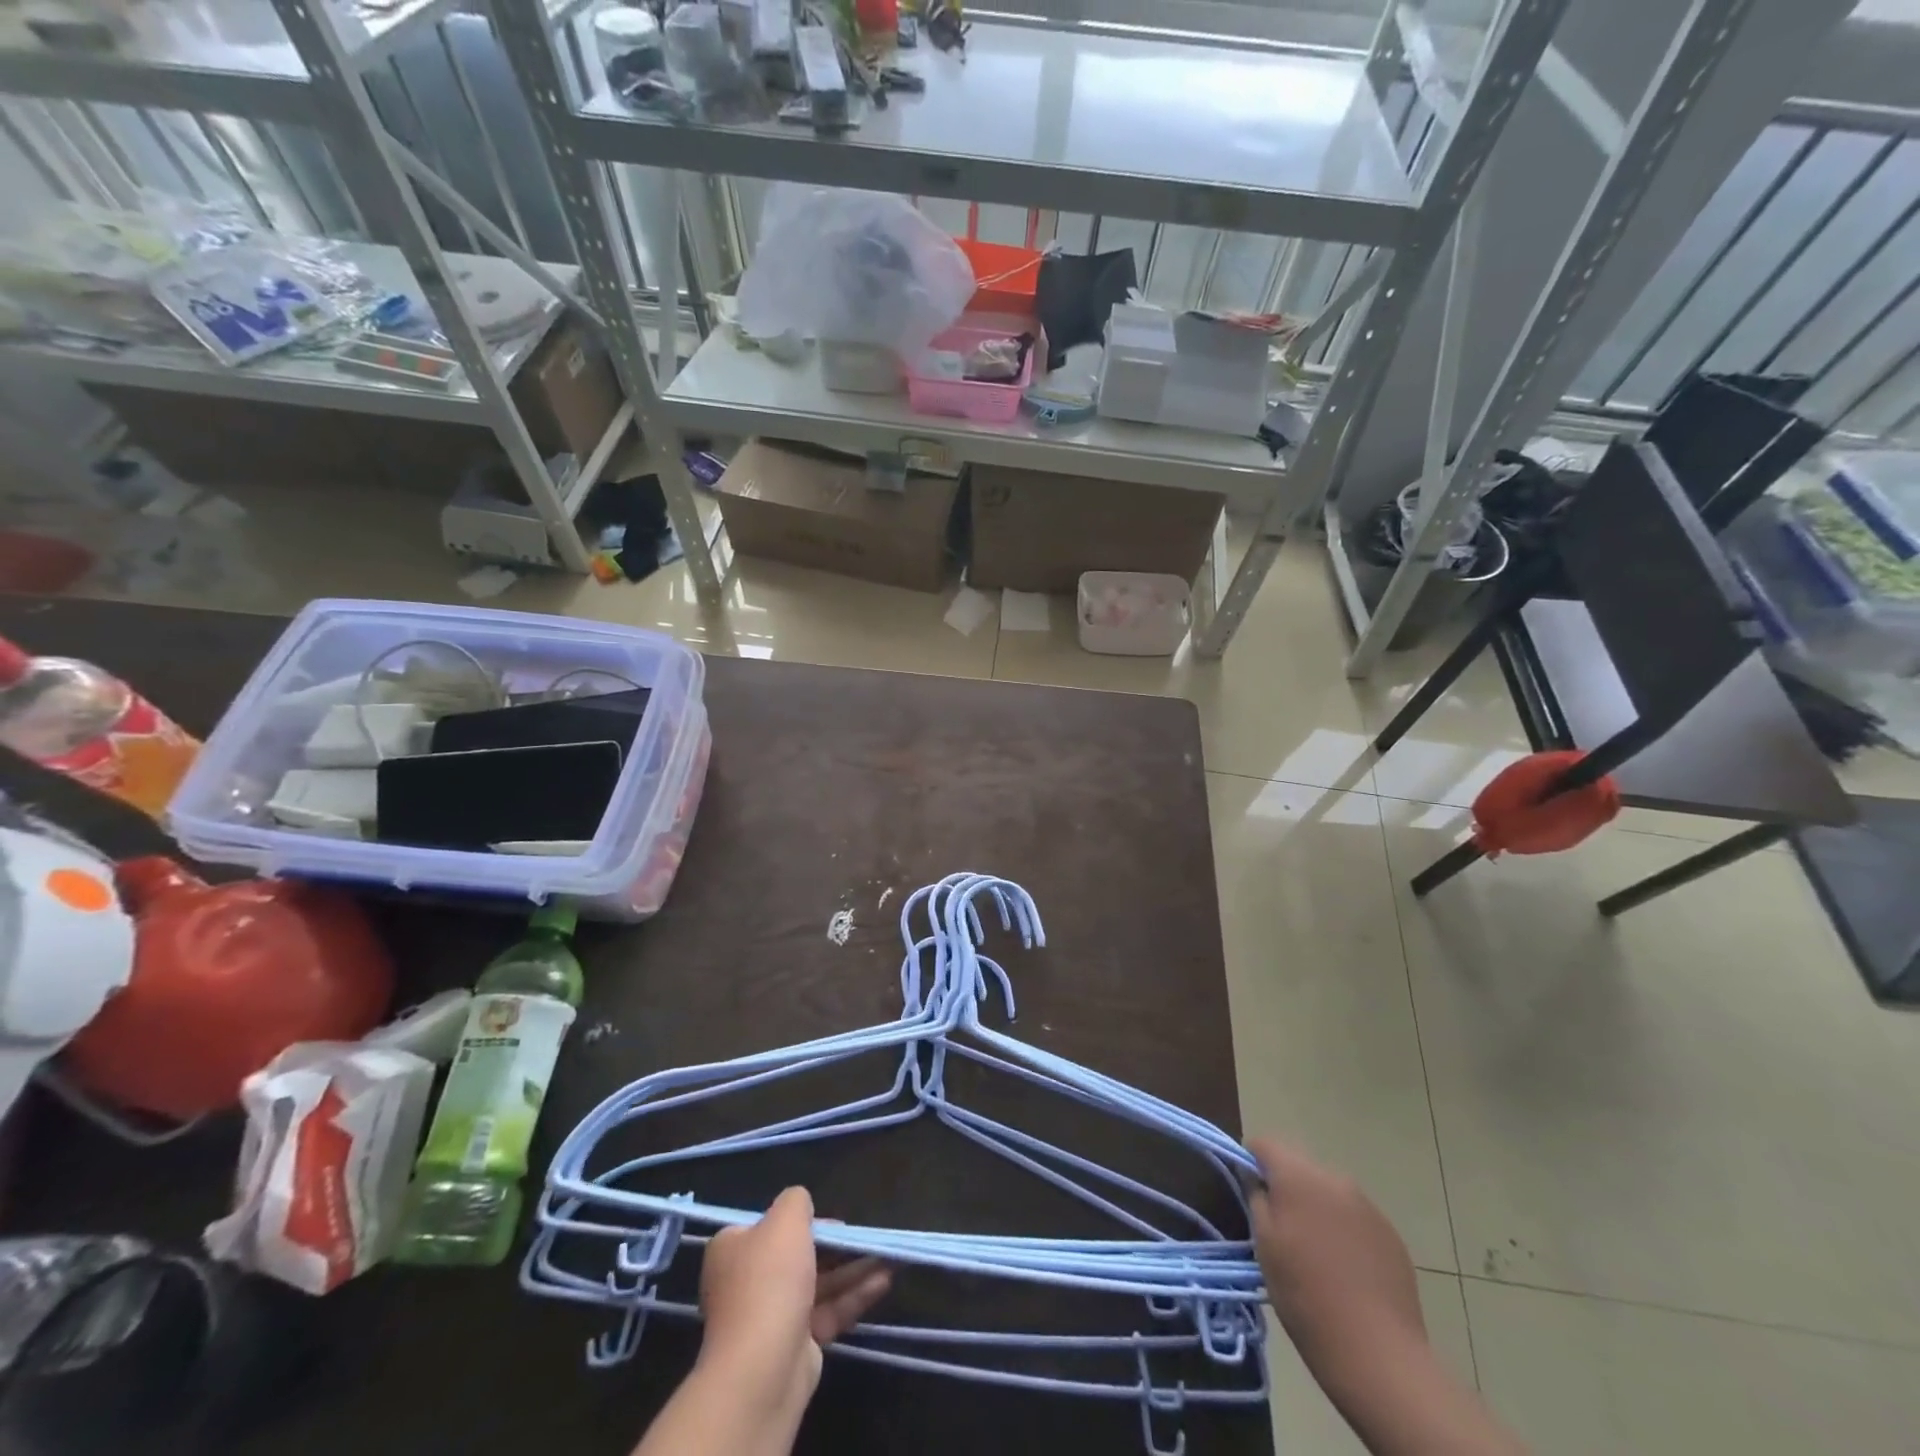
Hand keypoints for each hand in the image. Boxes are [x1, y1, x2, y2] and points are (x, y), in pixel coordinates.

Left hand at [697, 1187, 891, 1421]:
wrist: (761, 1370)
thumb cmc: (770, 1281)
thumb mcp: (786, 1220)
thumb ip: (797, 1201)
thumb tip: (801, 1205)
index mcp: (734, 1249)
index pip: (769, 1226)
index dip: (802, 1221)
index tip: (832, 1221)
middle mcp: (748, 1281)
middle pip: (798, 1254)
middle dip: (836, 1246)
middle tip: (865, 1238)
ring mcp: (772, 1315)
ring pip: (819, 1283)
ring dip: (853, 1269)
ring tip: (889, 1257)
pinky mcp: (796, 1344)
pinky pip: (829, 1311)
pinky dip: (854, 1295)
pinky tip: (884, 1280)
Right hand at [1246, 1137, 1425, 1370]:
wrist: (1377, 1352)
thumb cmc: (1305, 1294)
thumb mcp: (1264, 1245)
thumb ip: (1256, 1198)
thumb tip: (1255, 1177)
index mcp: (1299, 1176)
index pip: (1265, 1144)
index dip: (1251, 1161)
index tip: (1249, 1190)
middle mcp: (1335, 1179)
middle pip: (1300, 1165)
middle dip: (1286, 1185)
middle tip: (1280, 1226)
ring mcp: (1368, 1206)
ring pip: (1329, 1191)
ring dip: (1316, 1206)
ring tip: (1314, 1250)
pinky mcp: (1391, 1234)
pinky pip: (1355, 1216)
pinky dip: (1343, 1229)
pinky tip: (1344, 1267)